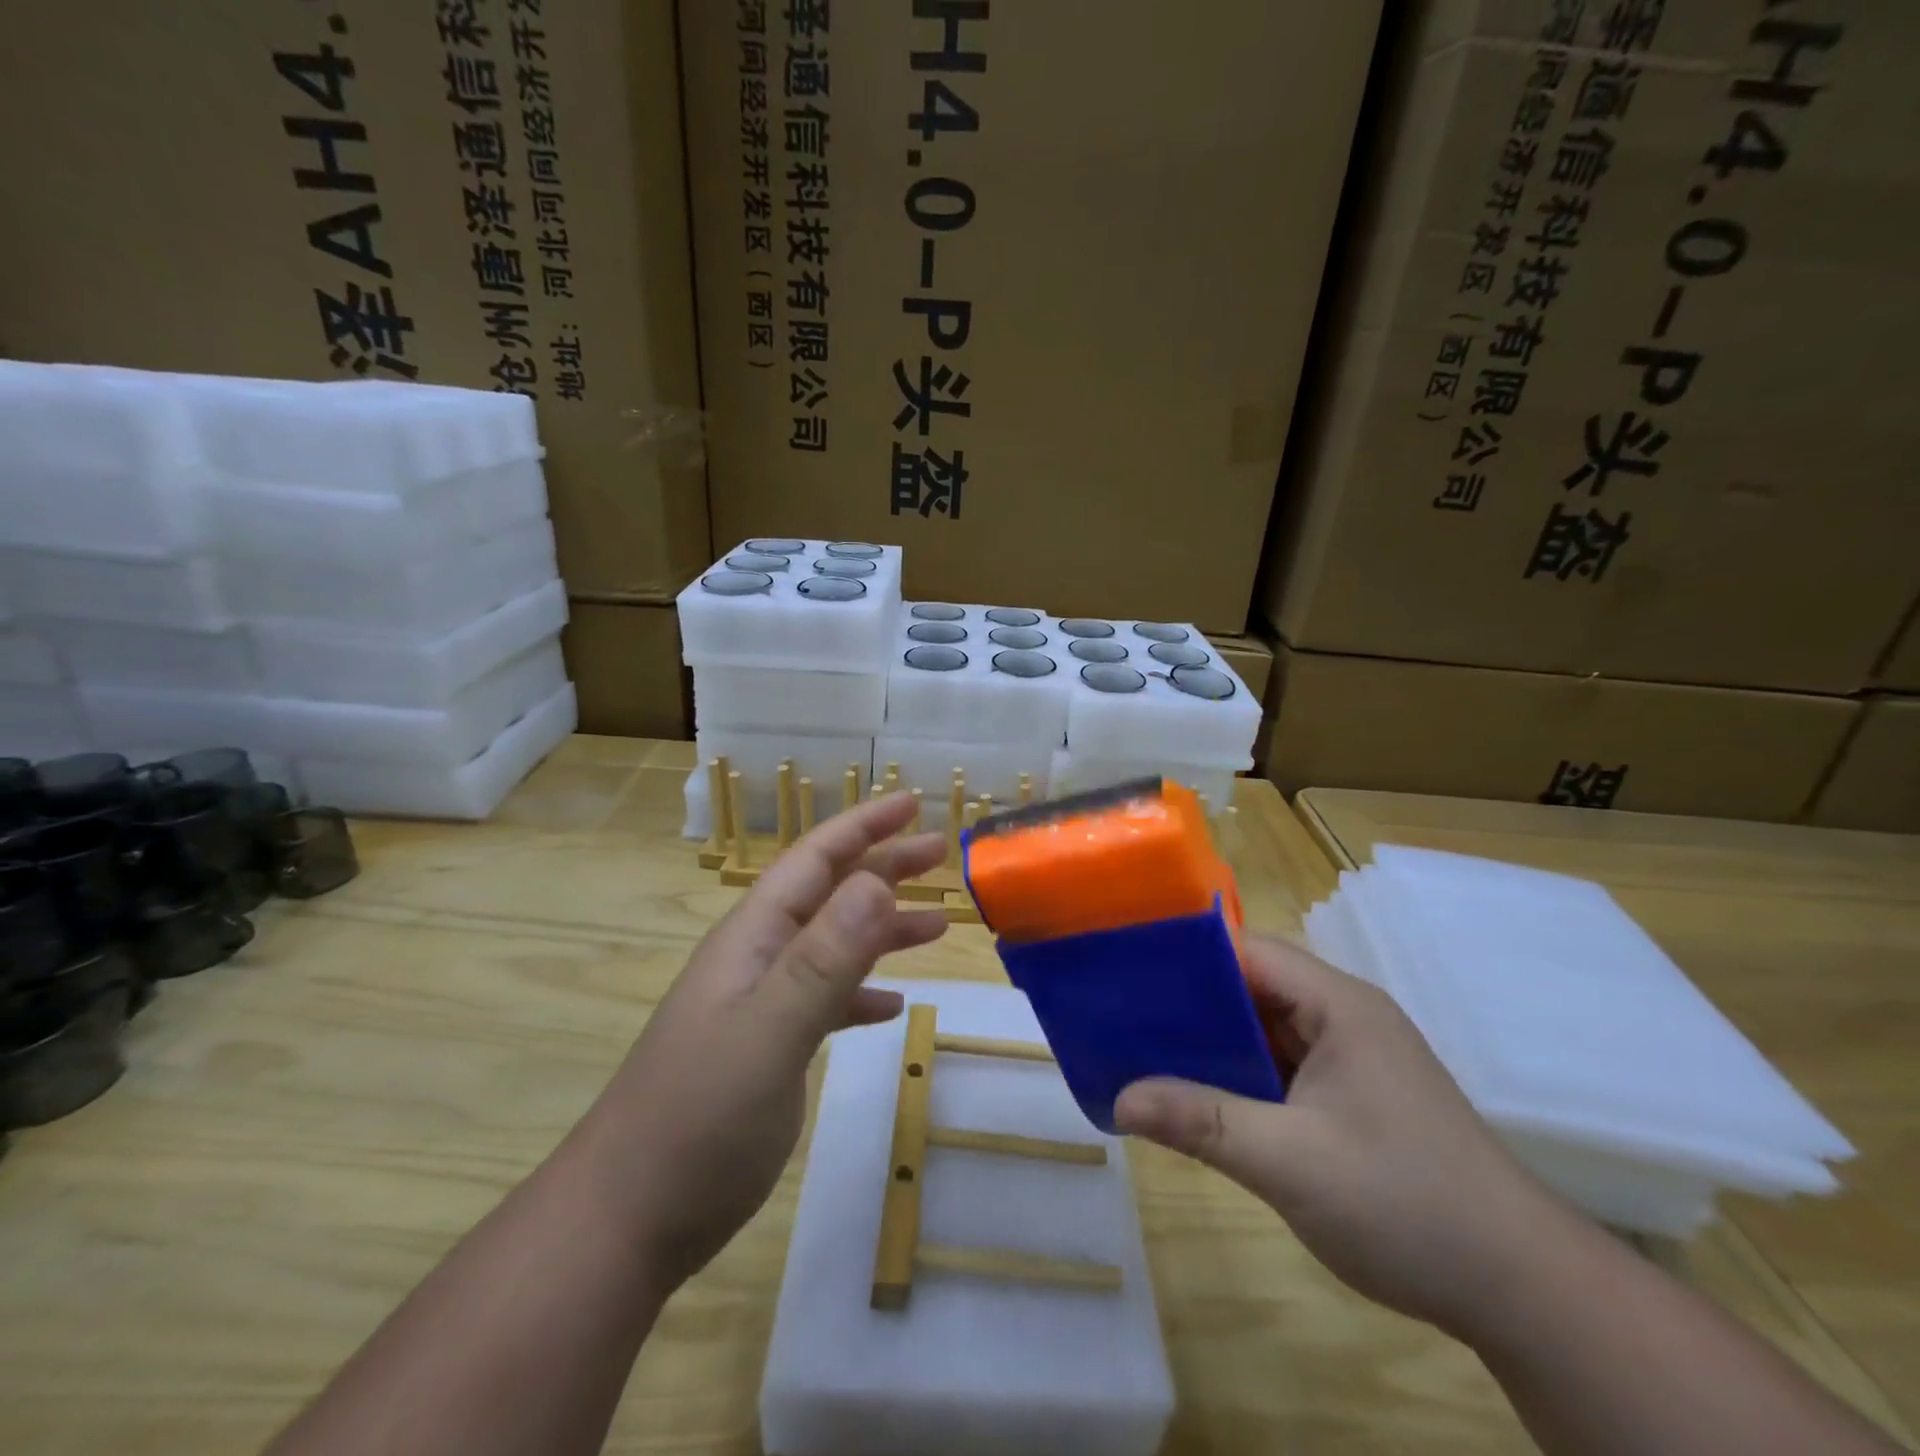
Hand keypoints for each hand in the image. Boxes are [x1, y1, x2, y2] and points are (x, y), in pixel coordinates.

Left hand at [575, 793, 947, 1290]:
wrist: (626, 1220)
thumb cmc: (697, 1120)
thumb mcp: (768, 1033)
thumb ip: (824, 958)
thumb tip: (877, 881)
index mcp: (754, 938)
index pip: (815, 859)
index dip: (864, 826)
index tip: (913, 802)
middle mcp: (758, 959)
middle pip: (829, 894)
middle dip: (884, 866)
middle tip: (941, 854)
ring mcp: (760, 1005)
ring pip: (833, 945)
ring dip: (882, 928)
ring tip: (937, 925)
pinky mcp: (766, 1049)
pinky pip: (825, 1000)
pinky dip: (860, 991)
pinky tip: (891, 1005)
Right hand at [1115, 936, 1572, 1336]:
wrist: (1523, 1292)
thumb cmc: (1407, 1204)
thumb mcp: (1291, 1162)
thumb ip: (1202, 1121)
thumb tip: (1119, 1098)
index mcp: (1337, 1005)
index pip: (1247, 951)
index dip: (1186, 956)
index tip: (1126, 969)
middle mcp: (1341, 1017)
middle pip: (1249, 987)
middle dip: (1187, 1003)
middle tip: (1121, 1016)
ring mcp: (1346, 1059)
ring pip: (1260, 1030)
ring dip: (1209, 1043)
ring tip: (1140, 1051)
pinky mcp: (1346, 1097)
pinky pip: (1276, 1068)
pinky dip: (1235, 1076)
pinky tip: (1193, 1095)